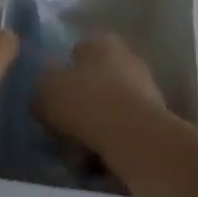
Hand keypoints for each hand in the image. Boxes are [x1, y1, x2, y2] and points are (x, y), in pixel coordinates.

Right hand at [35, 33, 168, 153]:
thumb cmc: (84, 101)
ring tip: (75, 146)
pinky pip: (123, 125)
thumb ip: (41, 84)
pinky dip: (110, 137)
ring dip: (94, 121)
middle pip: (95, 78)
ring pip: (109, 103)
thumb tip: (45, 86)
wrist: (133, 136)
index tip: (50, 94)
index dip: (61, 72)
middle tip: (61, 121)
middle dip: (80, 98)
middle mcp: (127, 57)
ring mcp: (146, 86)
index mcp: (100, 41)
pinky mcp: (156, 116)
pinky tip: (95, 155)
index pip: (76, 50)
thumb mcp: (44, 90)